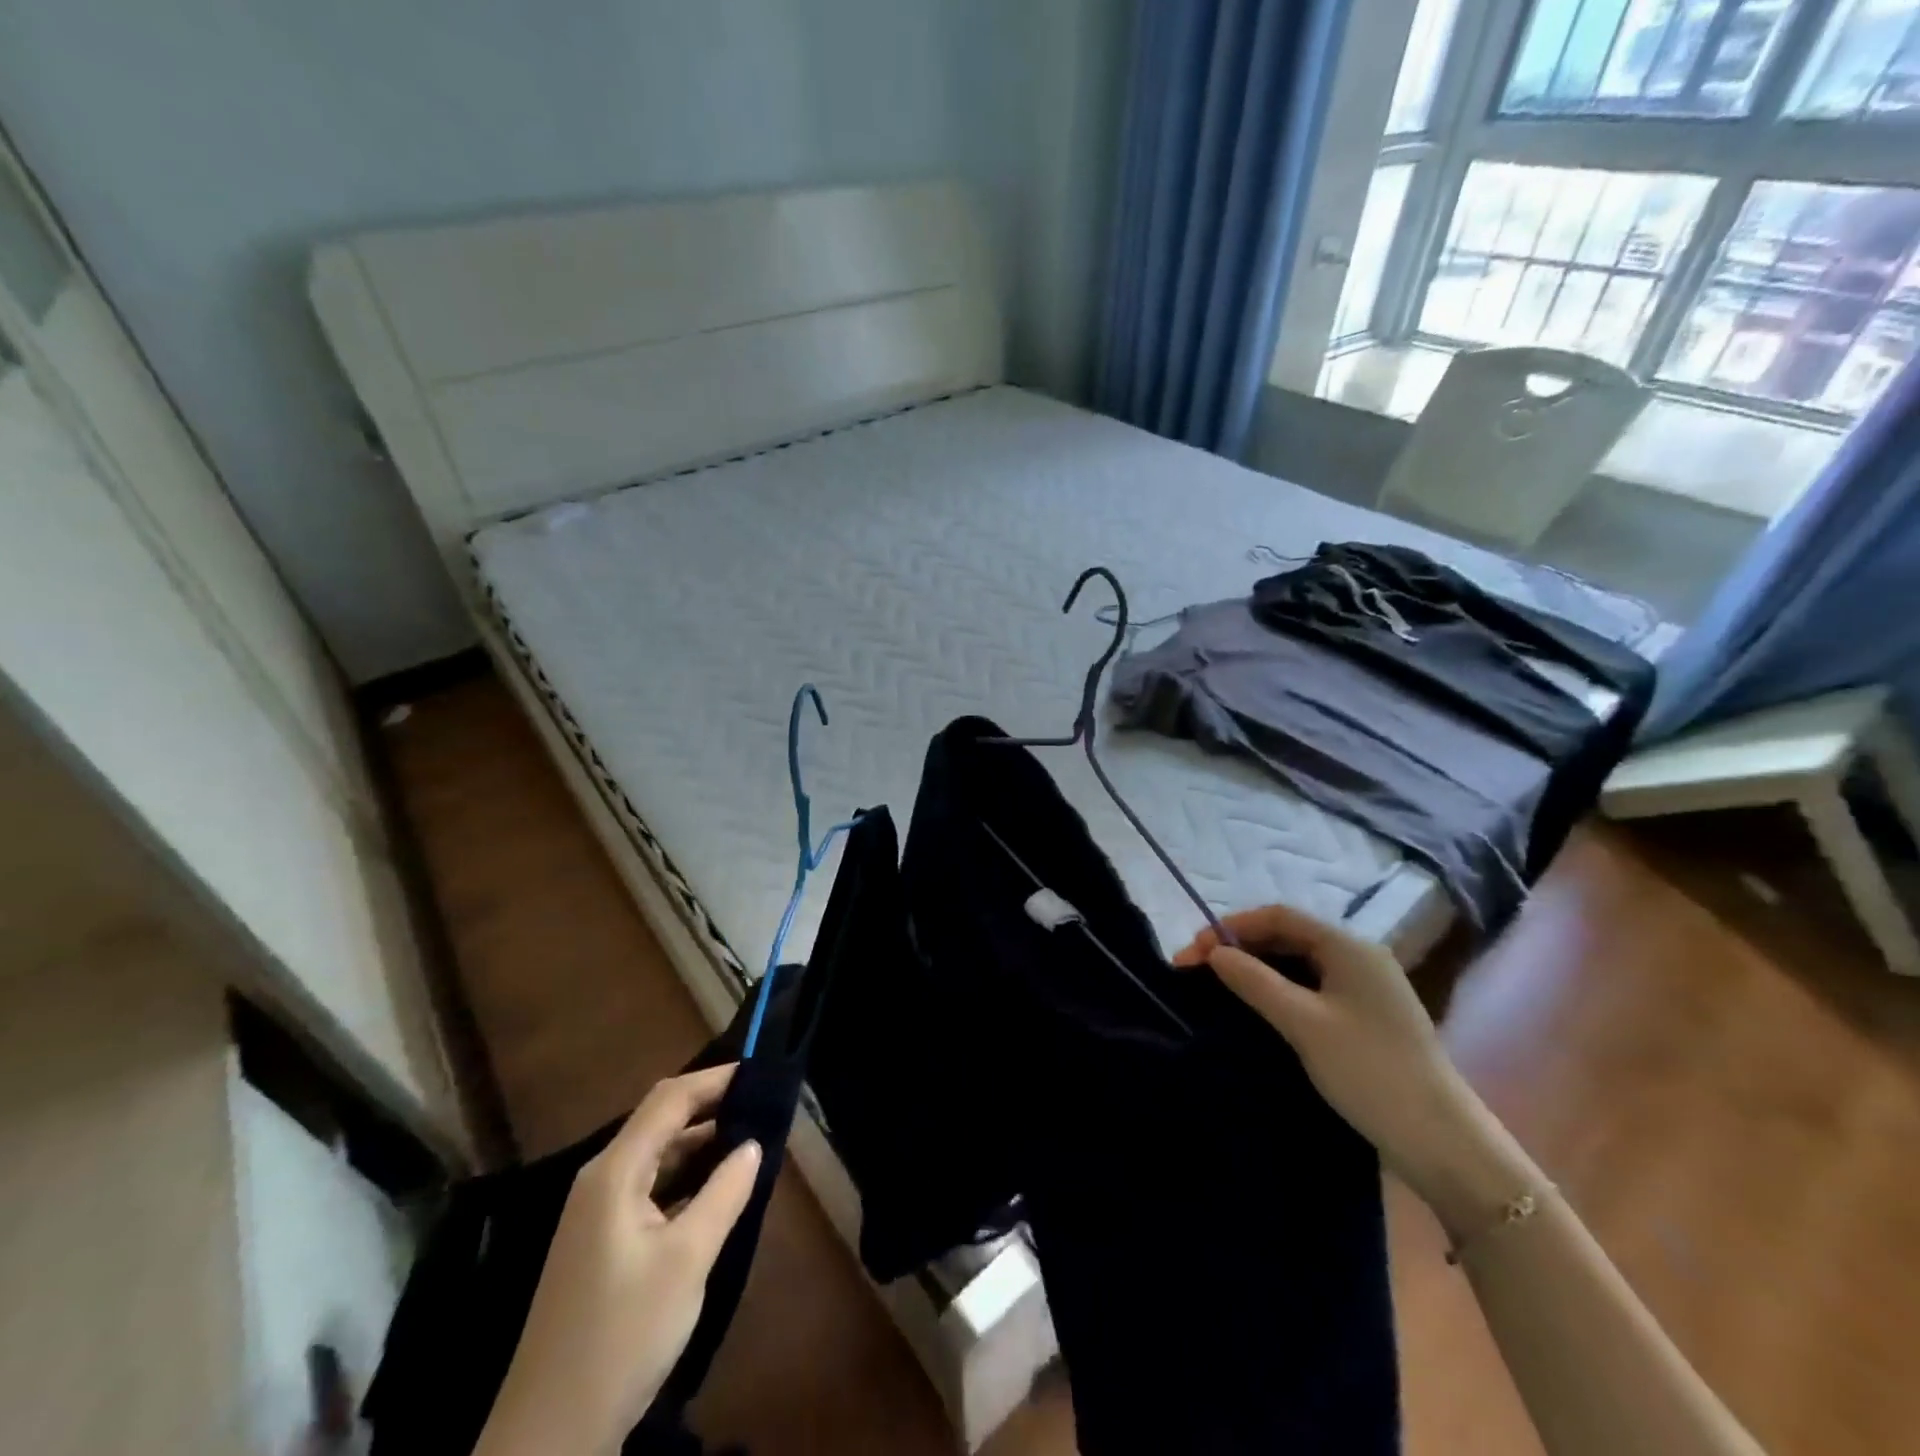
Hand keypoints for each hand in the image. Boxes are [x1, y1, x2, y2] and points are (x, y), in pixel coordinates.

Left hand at [475, 1065, 762, 1455]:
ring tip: (751, 1136)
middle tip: (763, 1102)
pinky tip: (717, 1186)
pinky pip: (650, 1187)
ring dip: (701, 1143)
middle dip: (711, 1106)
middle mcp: (601, 1180)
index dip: (714, 1079)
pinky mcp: (601, 1243)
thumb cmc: (622, 1336)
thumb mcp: (687, 1261)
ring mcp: (597, 1213)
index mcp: (614, 1172)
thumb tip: (754, 1143)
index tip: (760, 1072)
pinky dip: (686, 1176)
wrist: (549, 1437)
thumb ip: (724, 1193)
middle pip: (660, 1122)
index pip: (669, 1100)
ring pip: (656, 1156)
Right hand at [1175, 905, 1528, 1235]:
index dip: (1232, 927)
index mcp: (1349, 947)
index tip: (1194, 950)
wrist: (1443, 1143)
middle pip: (1287, 936)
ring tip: (1218, 985)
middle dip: (1240, 947)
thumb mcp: (1304, 1024)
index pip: (1279, 916)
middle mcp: (1358, 957)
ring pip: (1298, 962)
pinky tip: (1257, 1006)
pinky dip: (1277, 988)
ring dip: (1256, 968)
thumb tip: (1214, 953)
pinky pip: (1311, 987)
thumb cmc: (1371, 1072)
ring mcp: (1365, 988)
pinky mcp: (1365, 1017)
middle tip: (1197, 969)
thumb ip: (1255, 981)